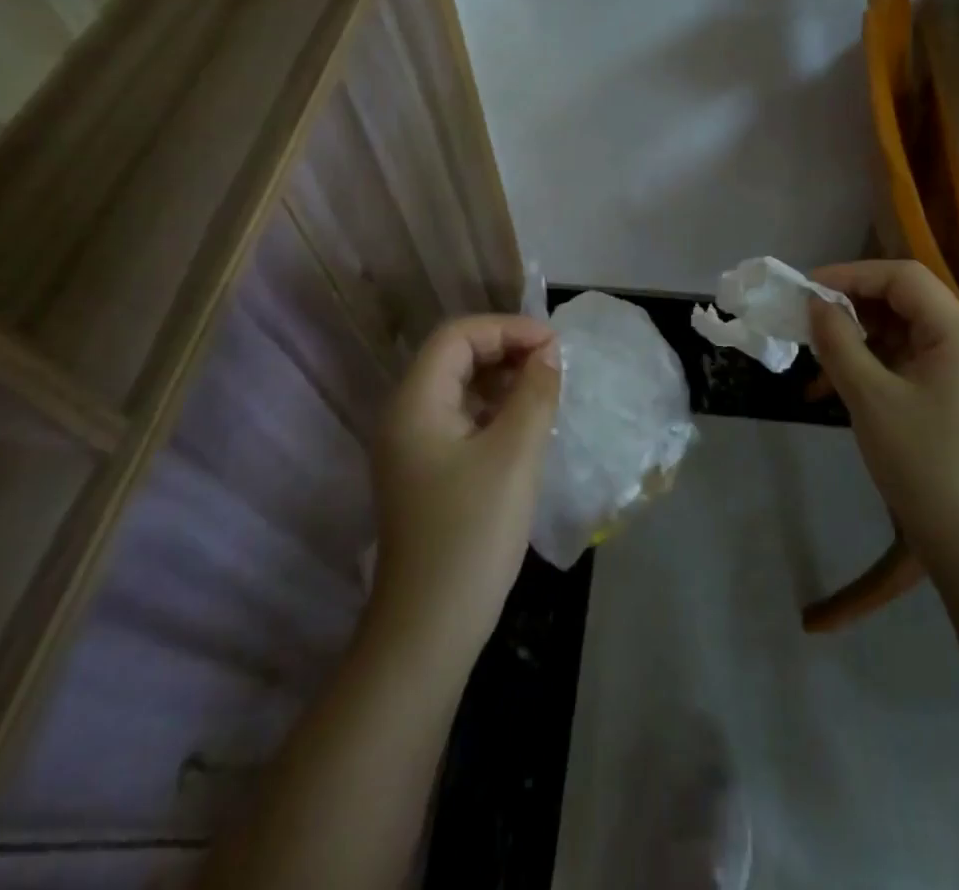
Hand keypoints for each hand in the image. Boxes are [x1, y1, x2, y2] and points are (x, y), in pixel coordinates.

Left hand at [368, 315, 561, 667]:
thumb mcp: (514, 455)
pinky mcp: (426, 472)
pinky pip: (461, 419)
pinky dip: (494, 410)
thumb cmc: (472, 534)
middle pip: (454, 357)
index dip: (506, 328)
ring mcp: (412, 446)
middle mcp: (405, 416)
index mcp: (415, 403)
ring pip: (459, 388)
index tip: (553, 345)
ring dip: (502, 379)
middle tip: (553, 365)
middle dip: (505, 350)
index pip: (457, 336)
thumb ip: (534, 393)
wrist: (429, 630)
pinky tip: (526, 424)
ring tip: (545, 390)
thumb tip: (548, 353)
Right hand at [807, 260, 958, 557]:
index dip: (852, 275)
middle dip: (851, 310)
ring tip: (816, 364)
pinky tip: (835, 389)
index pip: (903, 277)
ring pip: (901, 334)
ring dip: (857, 342)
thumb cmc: (921, 462)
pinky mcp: (953, 396)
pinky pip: (907, 363)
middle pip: (903, 302)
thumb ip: (839, 342)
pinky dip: (872, 367)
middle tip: (808, 324)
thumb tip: (815, 304)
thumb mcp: (870, 397)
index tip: (808, 289)